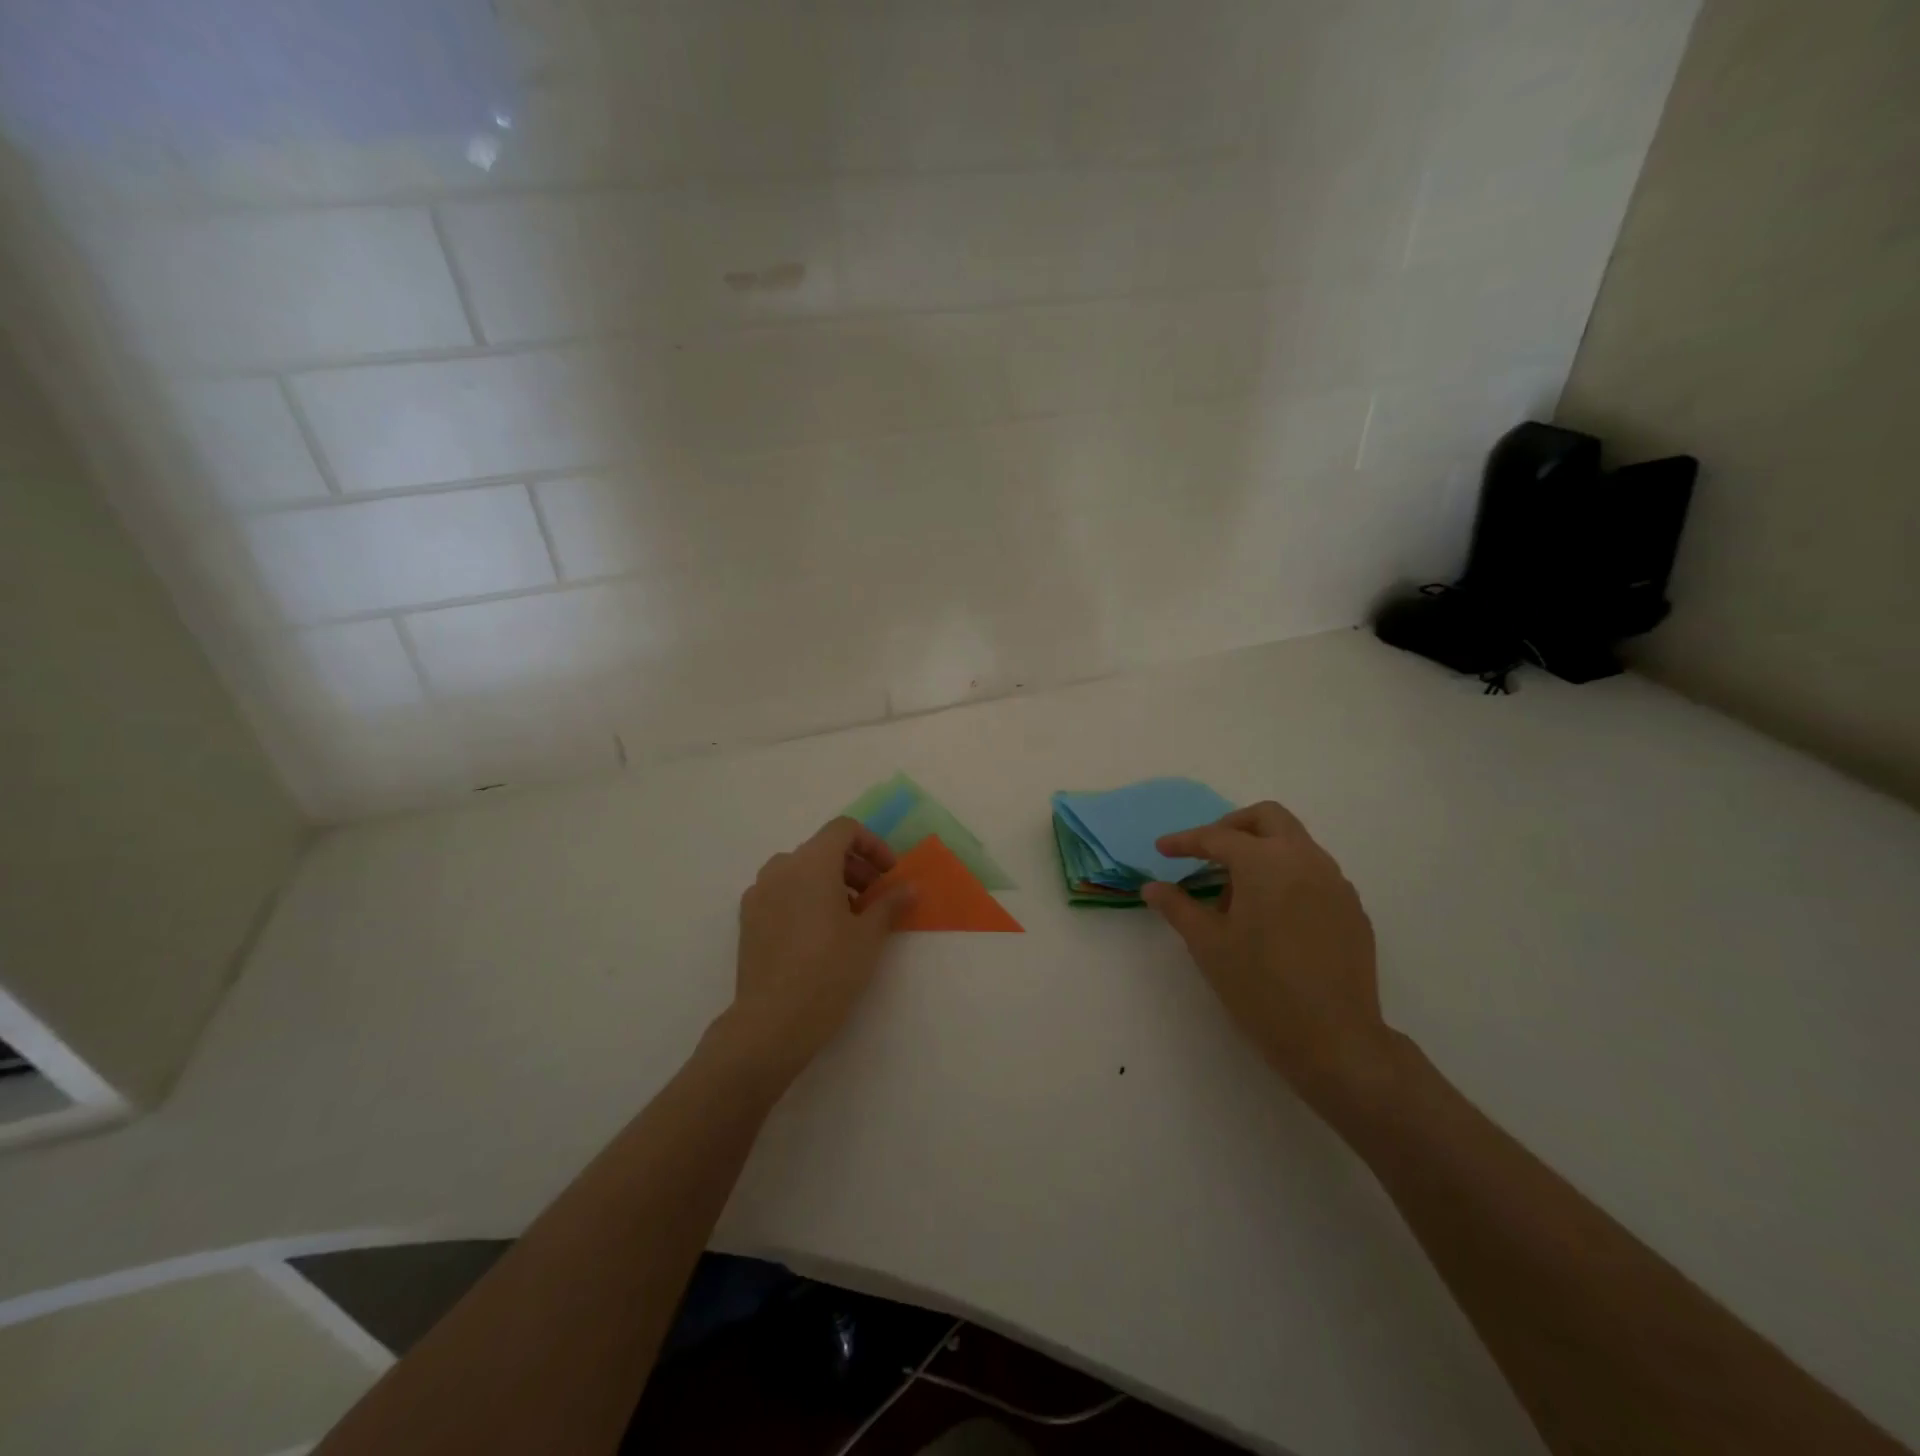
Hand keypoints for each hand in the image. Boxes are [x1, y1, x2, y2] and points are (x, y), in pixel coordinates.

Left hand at [720, 817, 916, 1084]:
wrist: (773, 1021)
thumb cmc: (829, 970)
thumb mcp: (869, 936)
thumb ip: (890, 904)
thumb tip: (909, 888)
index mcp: (811, 863)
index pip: (843, 830)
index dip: (872, 845)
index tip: (888, 874)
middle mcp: (781, 868)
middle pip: (822, 849)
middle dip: (853, 866)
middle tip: (875, 898)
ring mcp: (759, 893)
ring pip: (799, 871)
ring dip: (829, 882)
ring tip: (849, 917)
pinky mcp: (748, 919)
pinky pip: (781, 892)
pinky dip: (804, 898)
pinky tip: (818, 934)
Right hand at [1142, 801, 1394, 1108]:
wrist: (1334, 1039)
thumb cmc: (1260, 986)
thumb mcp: (1208, 944)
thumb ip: (1178, 907)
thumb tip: (1152, 888)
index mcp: (1265, 861)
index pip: (1217, 837)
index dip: (1185, 842)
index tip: (1163, 850)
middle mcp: (1305, 859)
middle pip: (1267, 818)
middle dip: (1232, 827)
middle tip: (1207, 854)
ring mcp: (1335, 883)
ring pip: (1294, 844)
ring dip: (1261, 852)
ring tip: (1236, 895)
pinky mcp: (1352, 909)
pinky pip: (1314, 874)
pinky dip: (1287, 877)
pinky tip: (1272, 917)